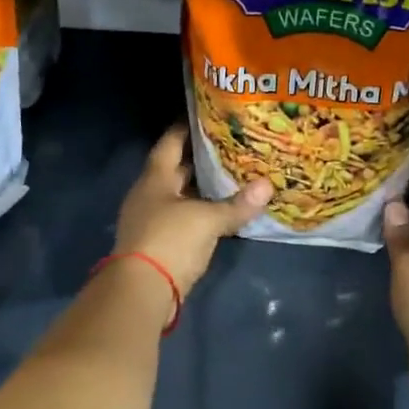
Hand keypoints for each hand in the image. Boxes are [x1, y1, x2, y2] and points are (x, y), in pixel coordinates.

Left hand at [115, 127, 270, 296]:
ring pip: (180, 195)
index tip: (207, 116)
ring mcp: (152, 220)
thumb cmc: (170, 240)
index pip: (170, 143)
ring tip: (232, 174)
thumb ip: (237, 204)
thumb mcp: (207, 219)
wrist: (140, 292)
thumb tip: (268, 186)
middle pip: (175, 169)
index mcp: (155, 179)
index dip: (186, 128)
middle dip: (200, 158)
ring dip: (201, 187)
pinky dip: (201, 212)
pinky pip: (184, 218)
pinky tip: (221, 210)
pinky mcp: (160, 244)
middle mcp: (150, 195)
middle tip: (230, 145)